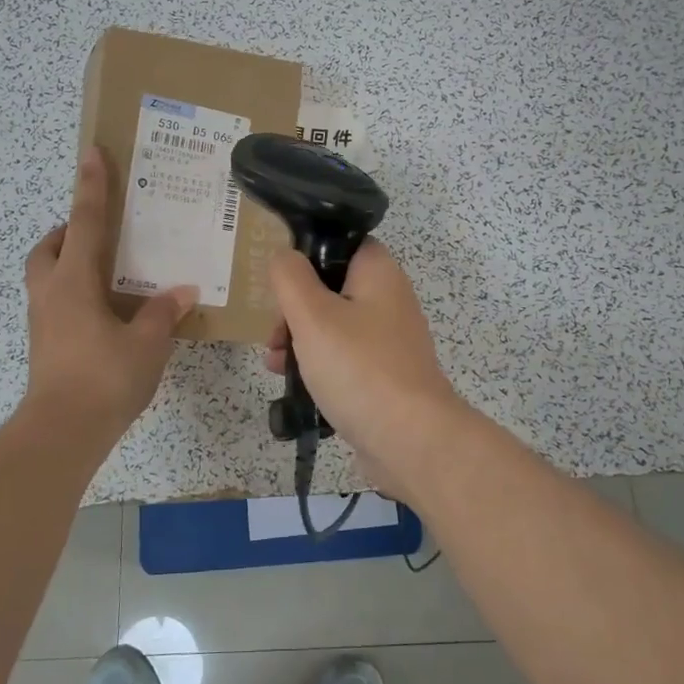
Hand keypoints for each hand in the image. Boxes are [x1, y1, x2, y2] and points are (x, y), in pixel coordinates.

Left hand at [23, 148, 196, 436]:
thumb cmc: (104, 378)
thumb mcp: (147, 343)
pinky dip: (72, 291)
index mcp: (74, 282)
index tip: (91, 153)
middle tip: (100, 232)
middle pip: (49, 247)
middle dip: (69, 231)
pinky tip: (102, 311)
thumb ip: (162, 312)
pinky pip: (54, 300)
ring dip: (67, 261)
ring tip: (104, 270)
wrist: (62, 432)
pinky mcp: (44, 343)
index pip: (86, 222)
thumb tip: (181, 290)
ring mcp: (42, 320)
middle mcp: (50, 293)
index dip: (91, 186)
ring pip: (46, 274)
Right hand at [265, 239, 467, 500]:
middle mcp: (388, 300)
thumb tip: (283, 256)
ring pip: (333, 326)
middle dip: (294, 309)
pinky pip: (344, 359)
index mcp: (378, 273)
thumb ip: (290, 277)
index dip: (306, 255)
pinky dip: (319, 366)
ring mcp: (388, 341)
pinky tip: (294, 386)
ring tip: (273, 363)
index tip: (278, 281)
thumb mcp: (312, 315)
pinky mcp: (384, 376)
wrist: (410, 441)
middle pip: (330, 288)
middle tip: (273, 333)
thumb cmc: (358, 368)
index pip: (340, 243)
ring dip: (300, 340)